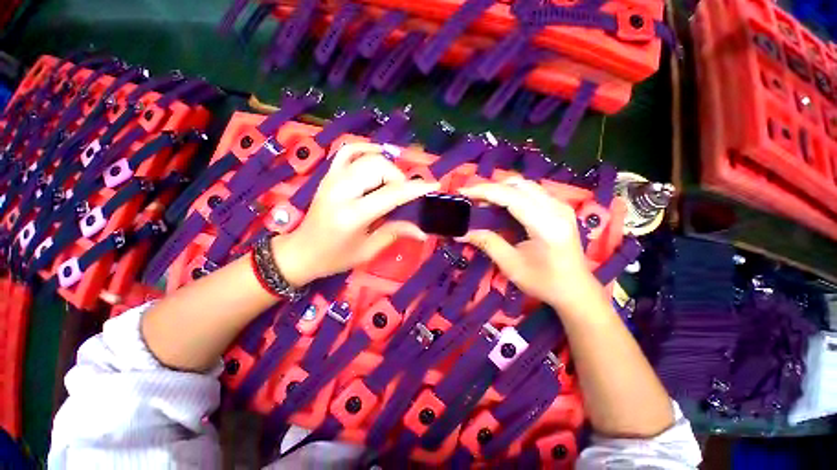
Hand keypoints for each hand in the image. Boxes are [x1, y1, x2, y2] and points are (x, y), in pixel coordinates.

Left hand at [274, 143, 438, 286]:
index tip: (433, 185)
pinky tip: (378, 155)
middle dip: (399, 178)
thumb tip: (422, 231)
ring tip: (392, 184)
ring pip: (368, 157)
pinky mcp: (328, 175)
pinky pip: (348, 151)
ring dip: (387, 167)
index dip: (415, 188)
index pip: (391, 194)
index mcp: (352, 214)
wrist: (302, 251)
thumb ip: (395, 233)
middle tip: (403, 196)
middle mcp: (341, 190)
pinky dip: (366, 148)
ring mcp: (332, 179)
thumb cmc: (335, 257)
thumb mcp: (368, 250)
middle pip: (379, 168)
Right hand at [459, 178, 600, 311]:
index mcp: (546, 224)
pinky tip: (500, 204)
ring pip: (526, 185)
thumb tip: (462, 233)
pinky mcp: (559, 208)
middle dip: (491, 187)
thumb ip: (487, 243)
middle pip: (519, 185)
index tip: (463, 193)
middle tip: (471, 198)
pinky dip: (512, 193)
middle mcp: (556, 209)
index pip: (511, 196)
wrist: (576, 290)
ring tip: (482, 200)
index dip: (484, 191)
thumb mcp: (511, 265)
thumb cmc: (544, 282)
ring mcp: (561, 206)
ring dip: (501, 189)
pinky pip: (532, 192)